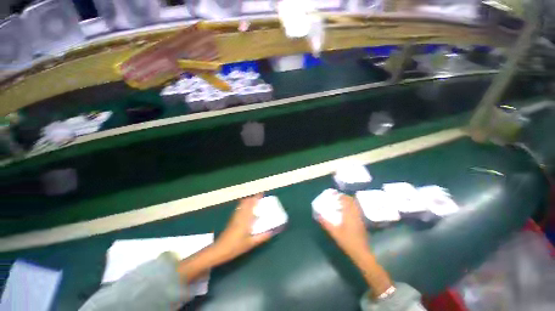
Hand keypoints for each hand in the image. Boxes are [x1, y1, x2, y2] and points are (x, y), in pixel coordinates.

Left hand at [179, 194, 272, 282]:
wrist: (220, 250)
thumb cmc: (236, 247)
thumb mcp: (251, 243)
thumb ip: (262, 237)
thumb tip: (271, 232)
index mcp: (246, 219)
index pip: (252, 205)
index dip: (256, 198)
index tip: (262, 194)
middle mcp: (240, 215)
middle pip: (246, 202)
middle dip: (252, 198)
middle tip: (259, 198)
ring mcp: (235, 217)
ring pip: (241, 204)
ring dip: (248, 201)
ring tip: (253, 202)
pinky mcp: (232, 219)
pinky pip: (239, 208)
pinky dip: (243, 205)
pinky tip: (245, 209)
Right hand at [317, 195, 369, 263]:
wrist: (361, 252)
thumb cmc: (347, 241)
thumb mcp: (334, 232)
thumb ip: (325, 223)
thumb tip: (318, 215)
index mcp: (349, 214)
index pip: (346, 200)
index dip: (341, 195)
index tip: (334, 194)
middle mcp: (356, 213)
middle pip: (352, 201)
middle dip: (345, 197)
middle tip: (337, 198)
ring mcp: (360, 217)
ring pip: (355, 205)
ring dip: (349, 202)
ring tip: (341, 203)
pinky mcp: (362, 222)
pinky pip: (357, 210)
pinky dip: (352, 207)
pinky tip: (346, 212)